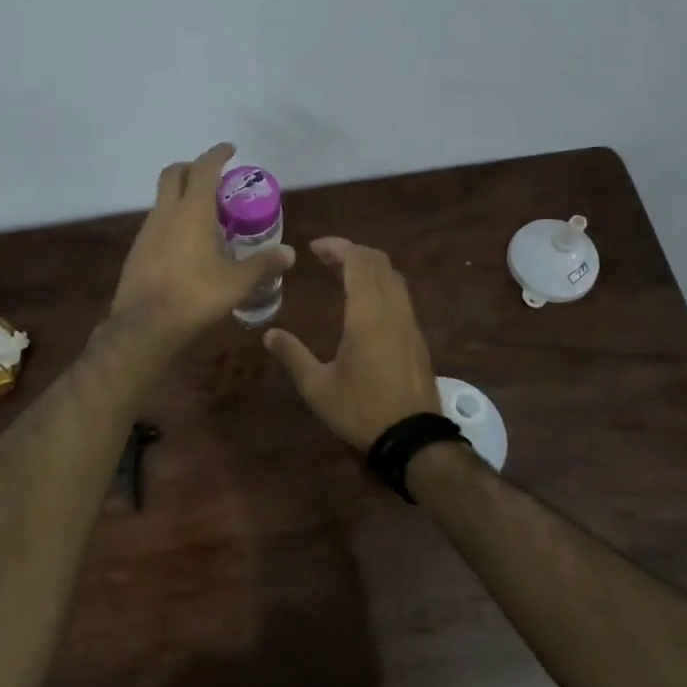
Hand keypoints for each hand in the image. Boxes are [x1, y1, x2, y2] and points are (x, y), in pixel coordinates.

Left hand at [110, 143, 294, 344]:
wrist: (143, 325)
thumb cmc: (195, 296)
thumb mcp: (237, 283)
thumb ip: (263, 265)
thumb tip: (289, 253)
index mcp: (192, 211)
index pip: (204, 169)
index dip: (217, 154)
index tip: (230, 149)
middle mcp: (166, 213)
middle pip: (174, 173)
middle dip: (192, 167)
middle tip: (214, 177)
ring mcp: (147, 231)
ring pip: (163, 199)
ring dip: (182, 195)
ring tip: (206, 215)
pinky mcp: (137, 250)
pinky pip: (157, 222)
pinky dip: (173, 220)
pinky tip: (187, 244)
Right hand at [264, 237, 439, 450]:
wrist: (414, 439)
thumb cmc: (361, 410)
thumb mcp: (317, 387)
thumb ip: (293, 355)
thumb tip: (269, 335)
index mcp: (368, 314)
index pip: (358, 261)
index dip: (337, 247)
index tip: (314, 248)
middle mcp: (393, 310)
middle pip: (379, 262)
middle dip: (353, 252)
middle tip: (325, 258)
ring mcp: (410, 323)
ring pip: (394, 277)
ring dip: (369, 267)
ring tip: (343, 274)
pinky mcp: (418, 338)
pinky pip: (401, 295)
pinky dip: (381, 284)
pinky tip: (365, 303)